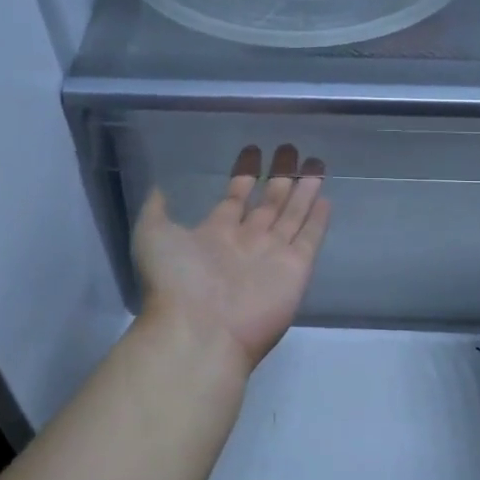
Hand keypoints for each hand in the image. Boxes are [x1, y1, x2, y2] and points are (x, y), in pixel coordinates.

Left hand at [132, 144, 330, 374]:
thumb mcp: (153, 236)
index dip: (244, 175)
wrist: (200, 330)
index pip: (235, 198)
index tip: (253, 152)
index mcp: (215, 233)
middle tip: (290, 149)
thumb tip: (159, 188)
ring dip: (303, 190)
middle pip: (269, 202)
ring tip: (316, 164)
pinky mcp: (296, 268)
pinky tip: (325, 198)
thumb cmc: (175, 281)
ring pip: (292, 214)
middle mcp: (247, 241)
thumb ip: (157, 210)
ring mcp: (273, 255)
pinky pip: (310, 238)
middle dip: (279, 176)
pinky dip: (318, 220)